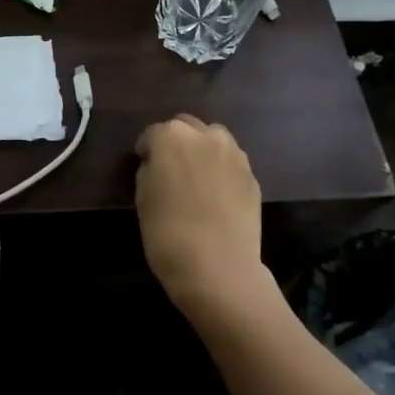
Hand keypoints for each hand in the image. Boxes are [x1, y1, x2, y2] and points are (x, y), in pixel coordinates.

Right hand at [135, 115, 267, 315]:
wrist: (218, 268)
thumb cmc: (167, 232)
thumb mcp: (142, 197)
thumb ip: (150, 169)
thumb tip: (158, 165)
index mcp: (170, 136)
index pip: (151, 134)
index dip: (146, 150)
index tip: (144, 166)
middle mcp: (204, 135)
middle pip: (185, 126)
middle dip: (176, 141)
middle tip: (170, 168)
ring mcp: (233, 153)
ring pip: (213, 138)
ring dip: (202, 149)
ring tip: (196, 177)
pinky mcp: (252, 175)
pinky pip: (231, 162)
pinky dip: (221, 169)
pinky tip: (216, 194)